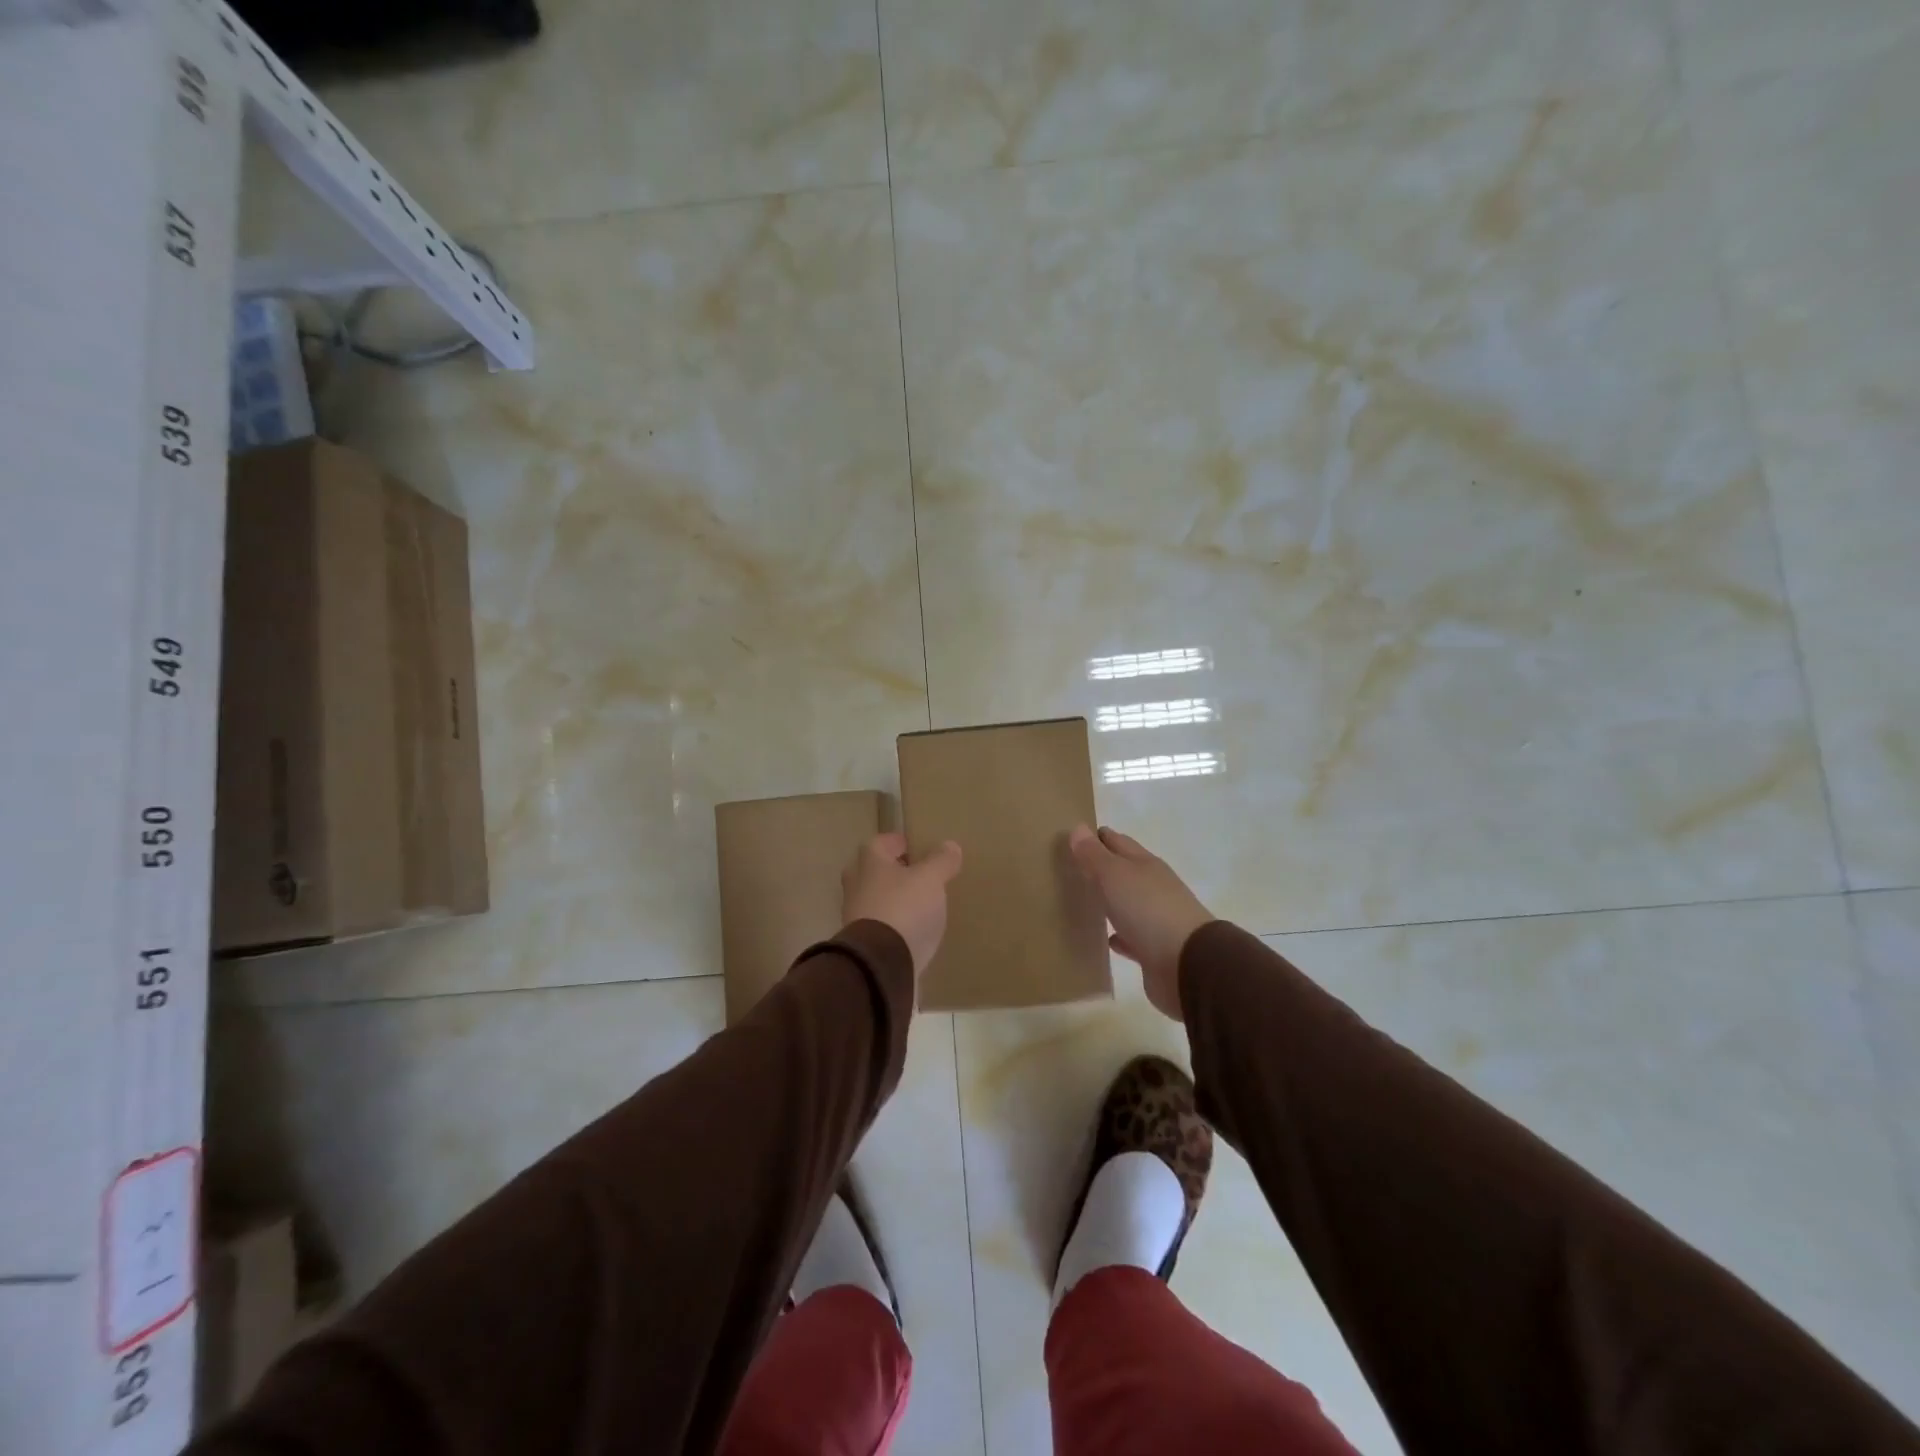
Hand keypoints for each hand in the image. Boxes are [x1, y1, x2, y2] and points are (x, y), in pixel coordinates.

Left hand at [842, 832, 963, 978]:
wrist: (880, 964)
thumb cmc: (904, 908)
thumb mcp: (930, 879)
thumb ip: (940, 861)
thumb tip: (949, 845)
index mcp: (869, 863)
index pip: (880, 843)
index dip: (897, 842)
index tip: (914, 847)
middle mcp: (856, 885)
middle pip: (872, 871)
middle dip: (891, 871)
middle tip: (915, 875)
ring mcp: (854, 916)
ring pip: (873, 899)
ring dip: (891, 899)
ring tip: (918, 904)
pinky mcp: (861, 944)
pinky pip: (878, 926)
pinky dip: (892, 925)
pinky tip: (910, 931)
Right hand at [1068, 825, 1213, 1020]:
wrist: (1186, 964)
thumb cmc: (1148, 910)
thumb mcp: (1115, 876)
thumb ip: (1094, 855)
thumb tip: (1078, 828)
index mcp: (1145, 864)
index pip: (1117, 842)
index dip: (1096, 837)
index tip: (1072, 838)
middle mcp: (1152, 887)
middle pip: (1122, 872)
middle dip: (1100, 869)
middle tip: (1068, 869)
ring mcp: (1155, 918)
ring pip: (1126, 903)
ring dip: (1109, 901)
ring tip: (1080, 902)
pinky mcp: (1153, 949)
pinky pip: (1131, 937)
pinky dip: (1118, 935)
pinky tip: (1104, 939)